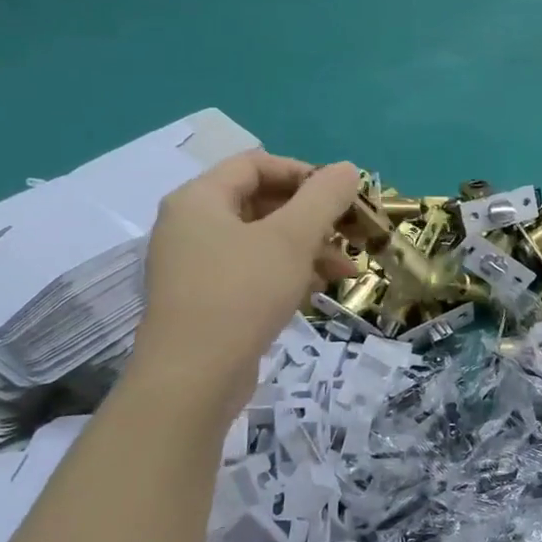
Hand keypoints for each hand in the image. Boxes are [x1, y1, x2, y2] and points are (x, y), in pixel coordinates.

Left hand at [132, 153, 361, 409]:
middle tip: (350, 232)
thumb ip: (323, 197)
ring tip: (345, 269)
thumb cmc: (242, 293)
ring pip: (261, 239)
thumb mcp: (292, 238)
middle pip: (261, 201)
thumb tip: (348, 168)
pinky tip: (317, 290)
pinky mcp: (205, 298)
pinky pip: (252, 269)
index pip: (256, 164)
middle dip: (312, 216)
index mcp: (200, 199)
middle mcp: (191, 225)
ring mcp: (195, 264)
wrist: (193, 378)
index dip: (304, 173)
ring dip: (307, 247)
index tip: (341, 196)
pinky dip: (287, 272)